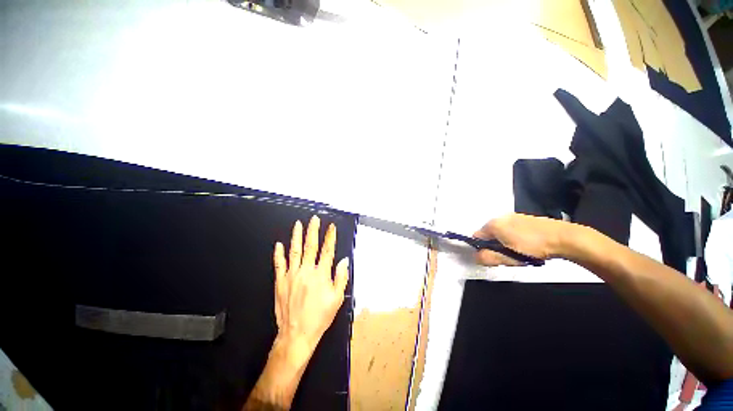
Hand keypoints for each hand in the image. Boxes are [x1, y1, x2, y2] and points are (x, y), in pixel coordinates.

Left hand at [273, 215, 348, 362]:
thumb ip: (341, 277)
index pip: (327, 250)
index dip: (330, 237)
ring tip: (298, 225)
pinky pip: (279, 264)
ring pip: (294, 250)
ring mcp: (291, 275)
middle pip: (310, 246)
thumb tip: (344, 261)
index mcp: (321, 275)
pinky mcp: (280, 282)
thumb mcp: (337, 299)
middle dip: (313, 230)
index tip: (331, 227)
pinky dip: (279, 253)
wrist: (297, 333)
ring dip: (297, 236)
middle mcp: (306, 271)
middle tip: (314, 219)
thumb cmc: (319, 317)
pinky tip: (279, 244)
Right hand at [473, 213, 569, 265]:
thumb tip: (476, 257)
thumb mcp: (508, 256)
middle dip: (494, 247)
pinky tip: (526, 246)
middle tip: (508, 257)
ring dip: (504, 244)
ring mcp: (513, 217)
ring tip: (519, 253)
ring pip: (500, 234)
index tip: (492, 258)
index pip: (476, 237)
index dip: (481, 249)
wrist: (564, 237)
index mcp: (493, 224)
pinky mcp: (524, 219)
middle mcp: (500, 218)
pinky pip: (511, 231)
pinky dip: (513, 239)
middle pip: (488, 236)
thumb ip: (489, 257)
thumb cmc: (533, 246)